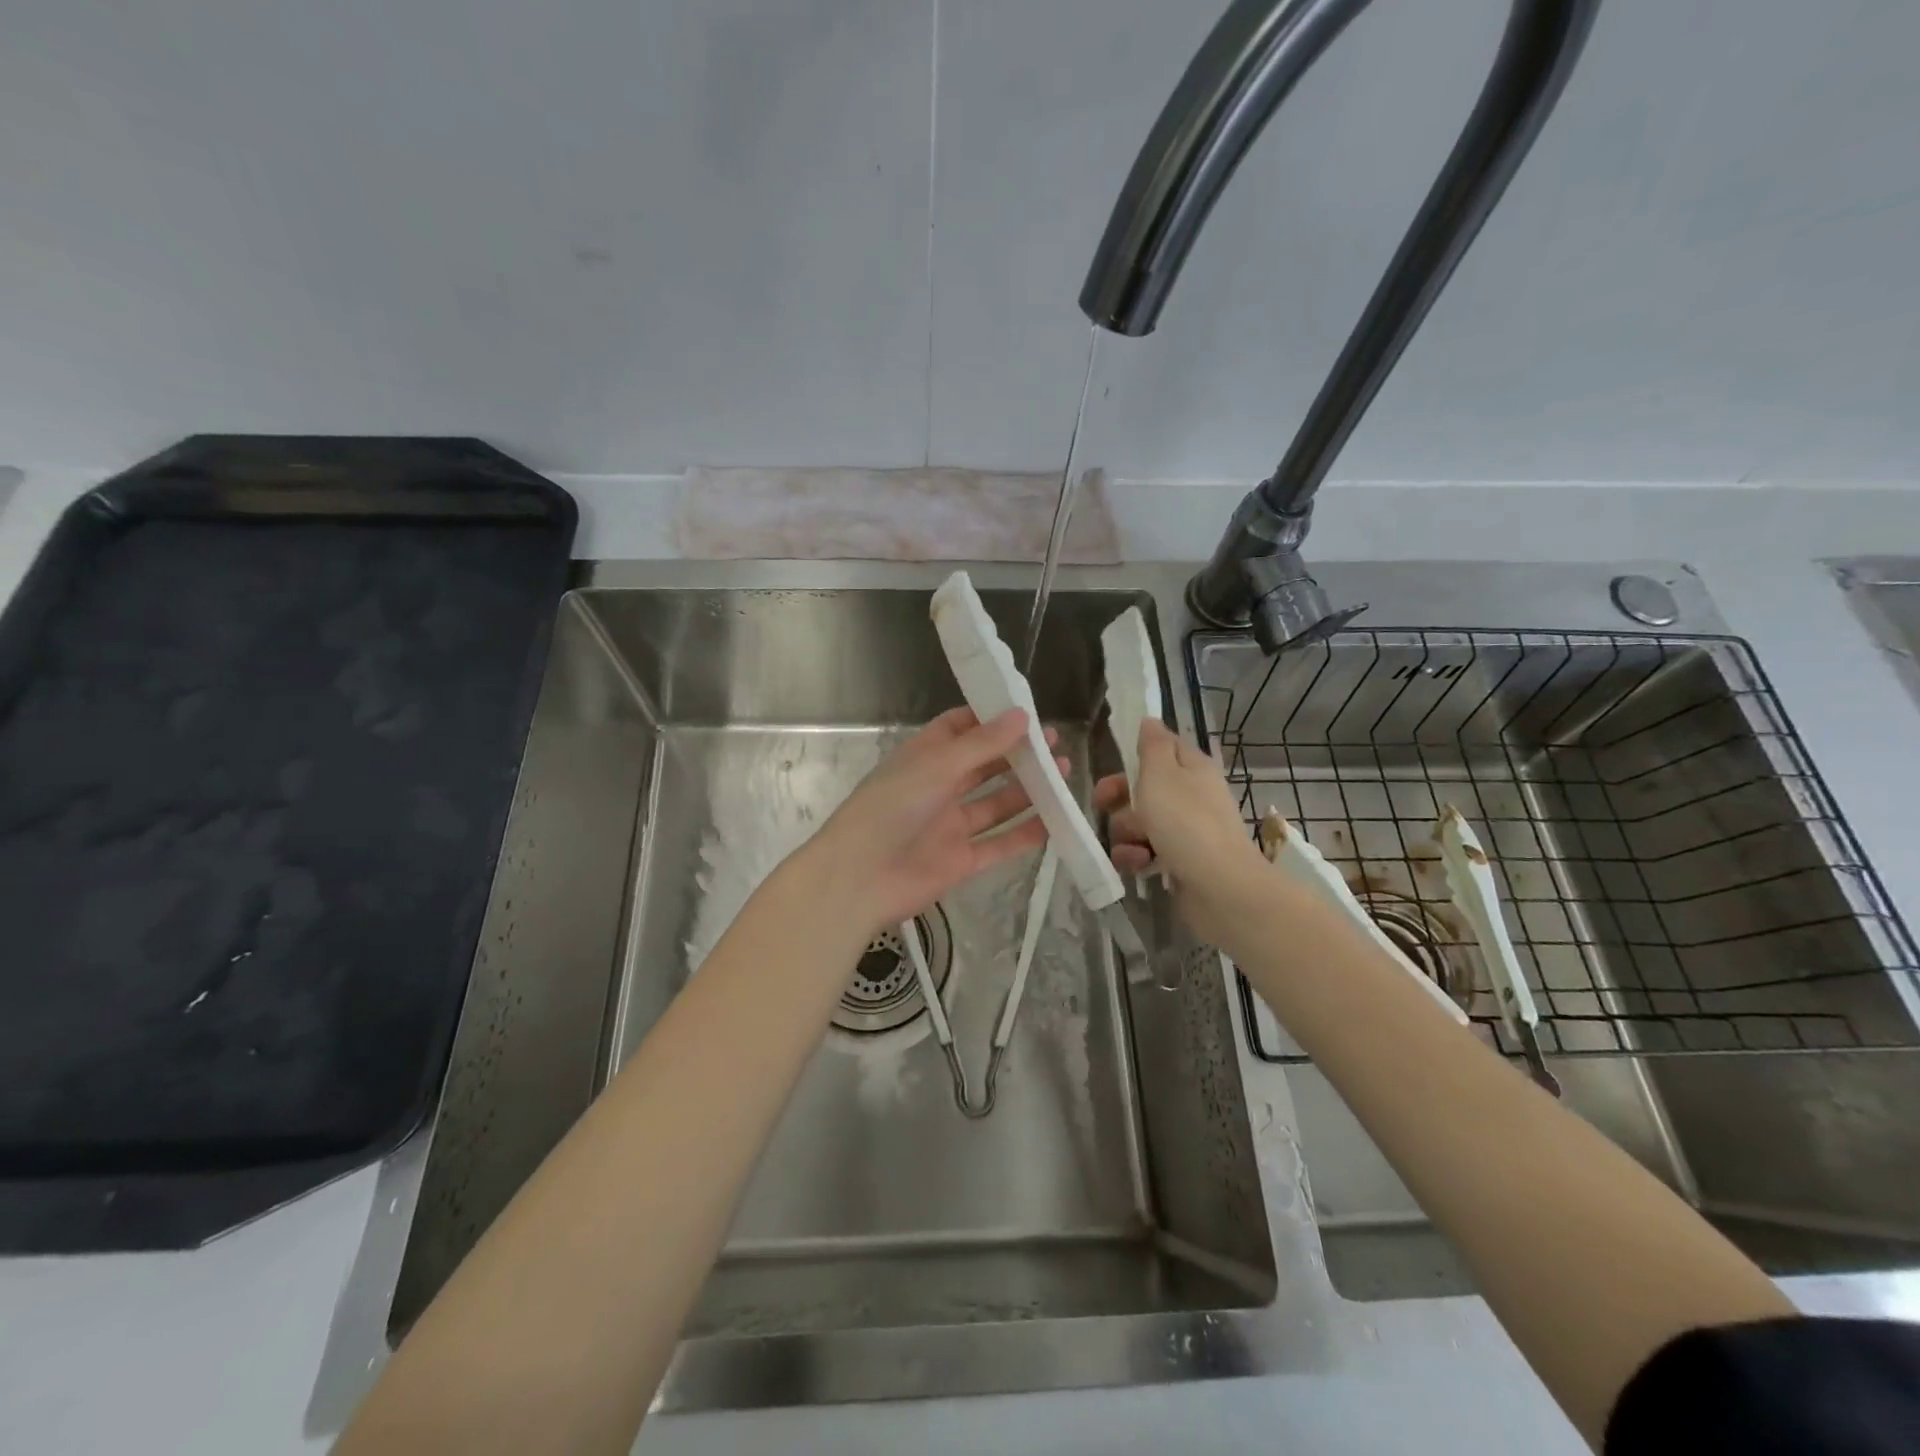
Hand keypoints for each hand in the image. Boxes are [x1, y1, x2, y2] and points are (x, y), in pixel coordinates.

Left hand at [806, 707, 1059, 937]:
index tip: (1025, 712)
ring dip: (1027, 790)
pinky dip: (1025, 834)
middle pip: (983, 766)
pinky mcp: (960, 860)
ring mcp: (950, 826)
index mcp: (923, 758)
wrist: (859, 879)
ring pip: (996, 804)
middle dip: (1017, 754)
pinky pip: (999, 843)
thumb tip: (1021, 715)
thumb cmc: (891, 809)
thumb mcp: (936, 767)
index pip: (958, 729)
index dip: (990, 719)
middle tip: (1055, 744)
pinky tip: (1055, 820)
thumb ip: (982, 744)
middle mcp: (938, 788)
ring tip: (1063, 774)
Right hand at [1094, 718, 1271, 946]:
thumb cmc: (1185, 822)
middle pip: (1144, 788)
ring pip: (1140, 822)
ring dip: (1126, 834)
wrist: (1219, 886)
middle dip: (1120, 799)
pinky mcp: (1181, 861)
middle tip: (1102, 805)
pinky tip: (1139, 865)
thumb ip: (1152, 745)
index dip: (1136, 754)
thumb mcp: (1161, 773)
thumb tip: (1151, 720)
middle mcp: (1192, 795)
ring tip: (1133, 846)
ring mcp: (1188, 830)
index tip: (1112, 763)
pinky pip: (1147, 852)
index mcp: (1192, 768)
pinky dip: (1138, 857)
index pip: (1163, 747)